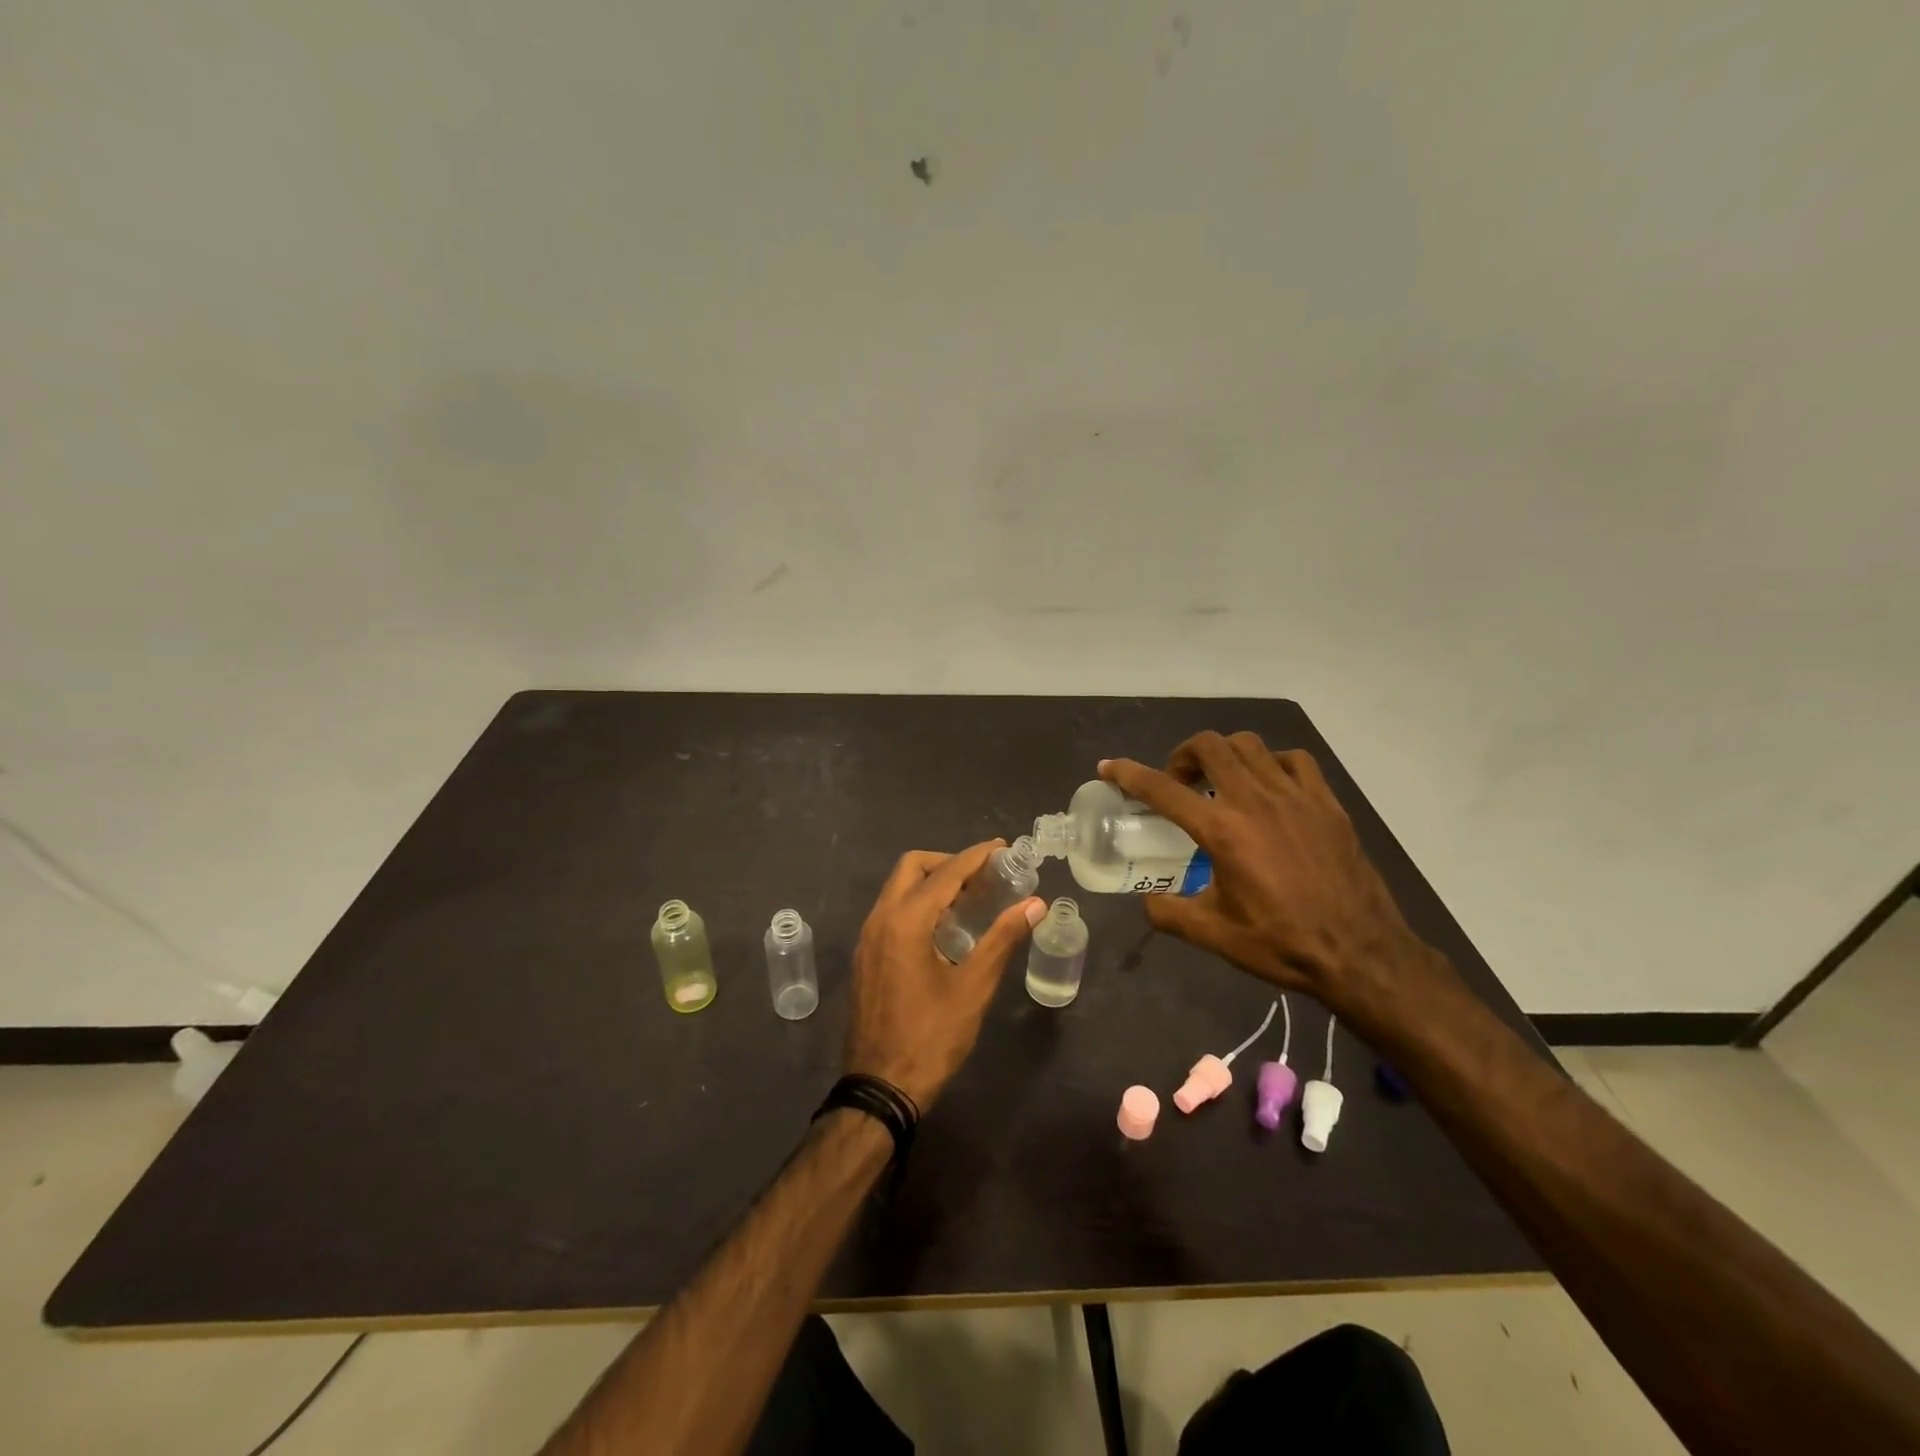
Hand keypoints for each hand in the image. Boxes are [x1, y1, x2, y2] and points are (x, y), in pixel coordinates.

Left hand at [844, 841, 1043, 1109]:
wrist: (880, 1086)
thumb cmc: (931, 1037)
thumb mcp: (974, 988)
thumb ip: (1003, 939)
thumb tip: (1035, 904)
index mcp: (905, 921)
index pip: (945, 872)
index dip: (977, 856)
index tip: (1004, 849)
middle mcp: (880, 919)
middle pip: (912, 867)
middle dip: (948, 862)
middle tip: (984, 875)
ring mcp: (867, 937)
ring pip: (897, 888)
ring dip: (931, 882)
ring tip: (970, 898)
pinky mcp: (865, 955)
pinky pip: (891, 910)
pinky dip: (917, 903)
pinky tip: (943, 927)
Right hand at [1101, 732, 1426, 1013]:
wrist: (1360, 953)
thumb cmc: (1282, 943)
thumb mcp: (1213, 934)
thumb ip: (1168, 912)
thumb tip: (1148, 900)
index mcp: (1222, 831)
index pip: (1162, 789)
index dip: (1128, 774)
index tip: (1109, 766)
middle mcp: (1255, 800)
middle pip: (1209, 746)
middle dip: (1182, 756)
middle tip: (1178, 783)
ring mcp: (1295, 796)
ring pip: (1249, 745)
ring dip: (1224, 754)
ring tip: (1221, 782)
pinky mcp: (1326, 803)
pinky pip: (1294, 760)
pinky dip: (1271, 763)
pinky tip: (1269, 787)